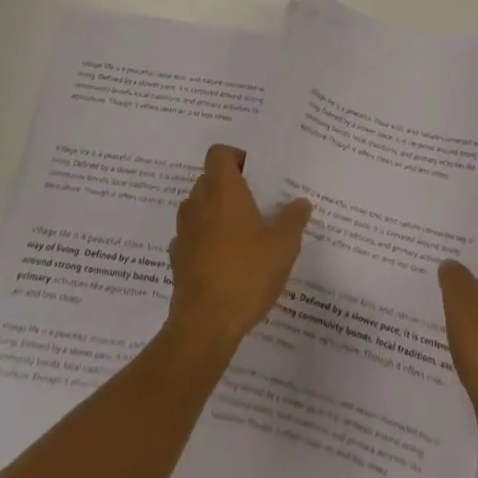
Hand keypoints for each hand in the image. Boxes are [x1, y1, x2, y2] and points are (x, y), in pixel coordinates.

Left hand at [167, 145, 311, 352]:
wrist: (204, 324)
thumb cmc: (247, 272)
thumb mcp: (283, 245)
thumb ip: (293, 218)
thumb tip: (300, 202)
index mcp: (222, 189)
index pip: (219, 153)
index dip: (236, 158)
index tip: (256, 176)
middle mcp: (197, 203)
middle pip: (209, 180)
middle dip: (230, 189)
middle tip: (257, 207)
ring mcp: (183, 232)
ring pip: (200, 209)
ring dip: (217, 215)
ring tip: (244, 236)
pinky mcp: (177, 260)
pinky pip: (193, 238)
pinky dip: (206, 242)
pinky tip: (226, 263)